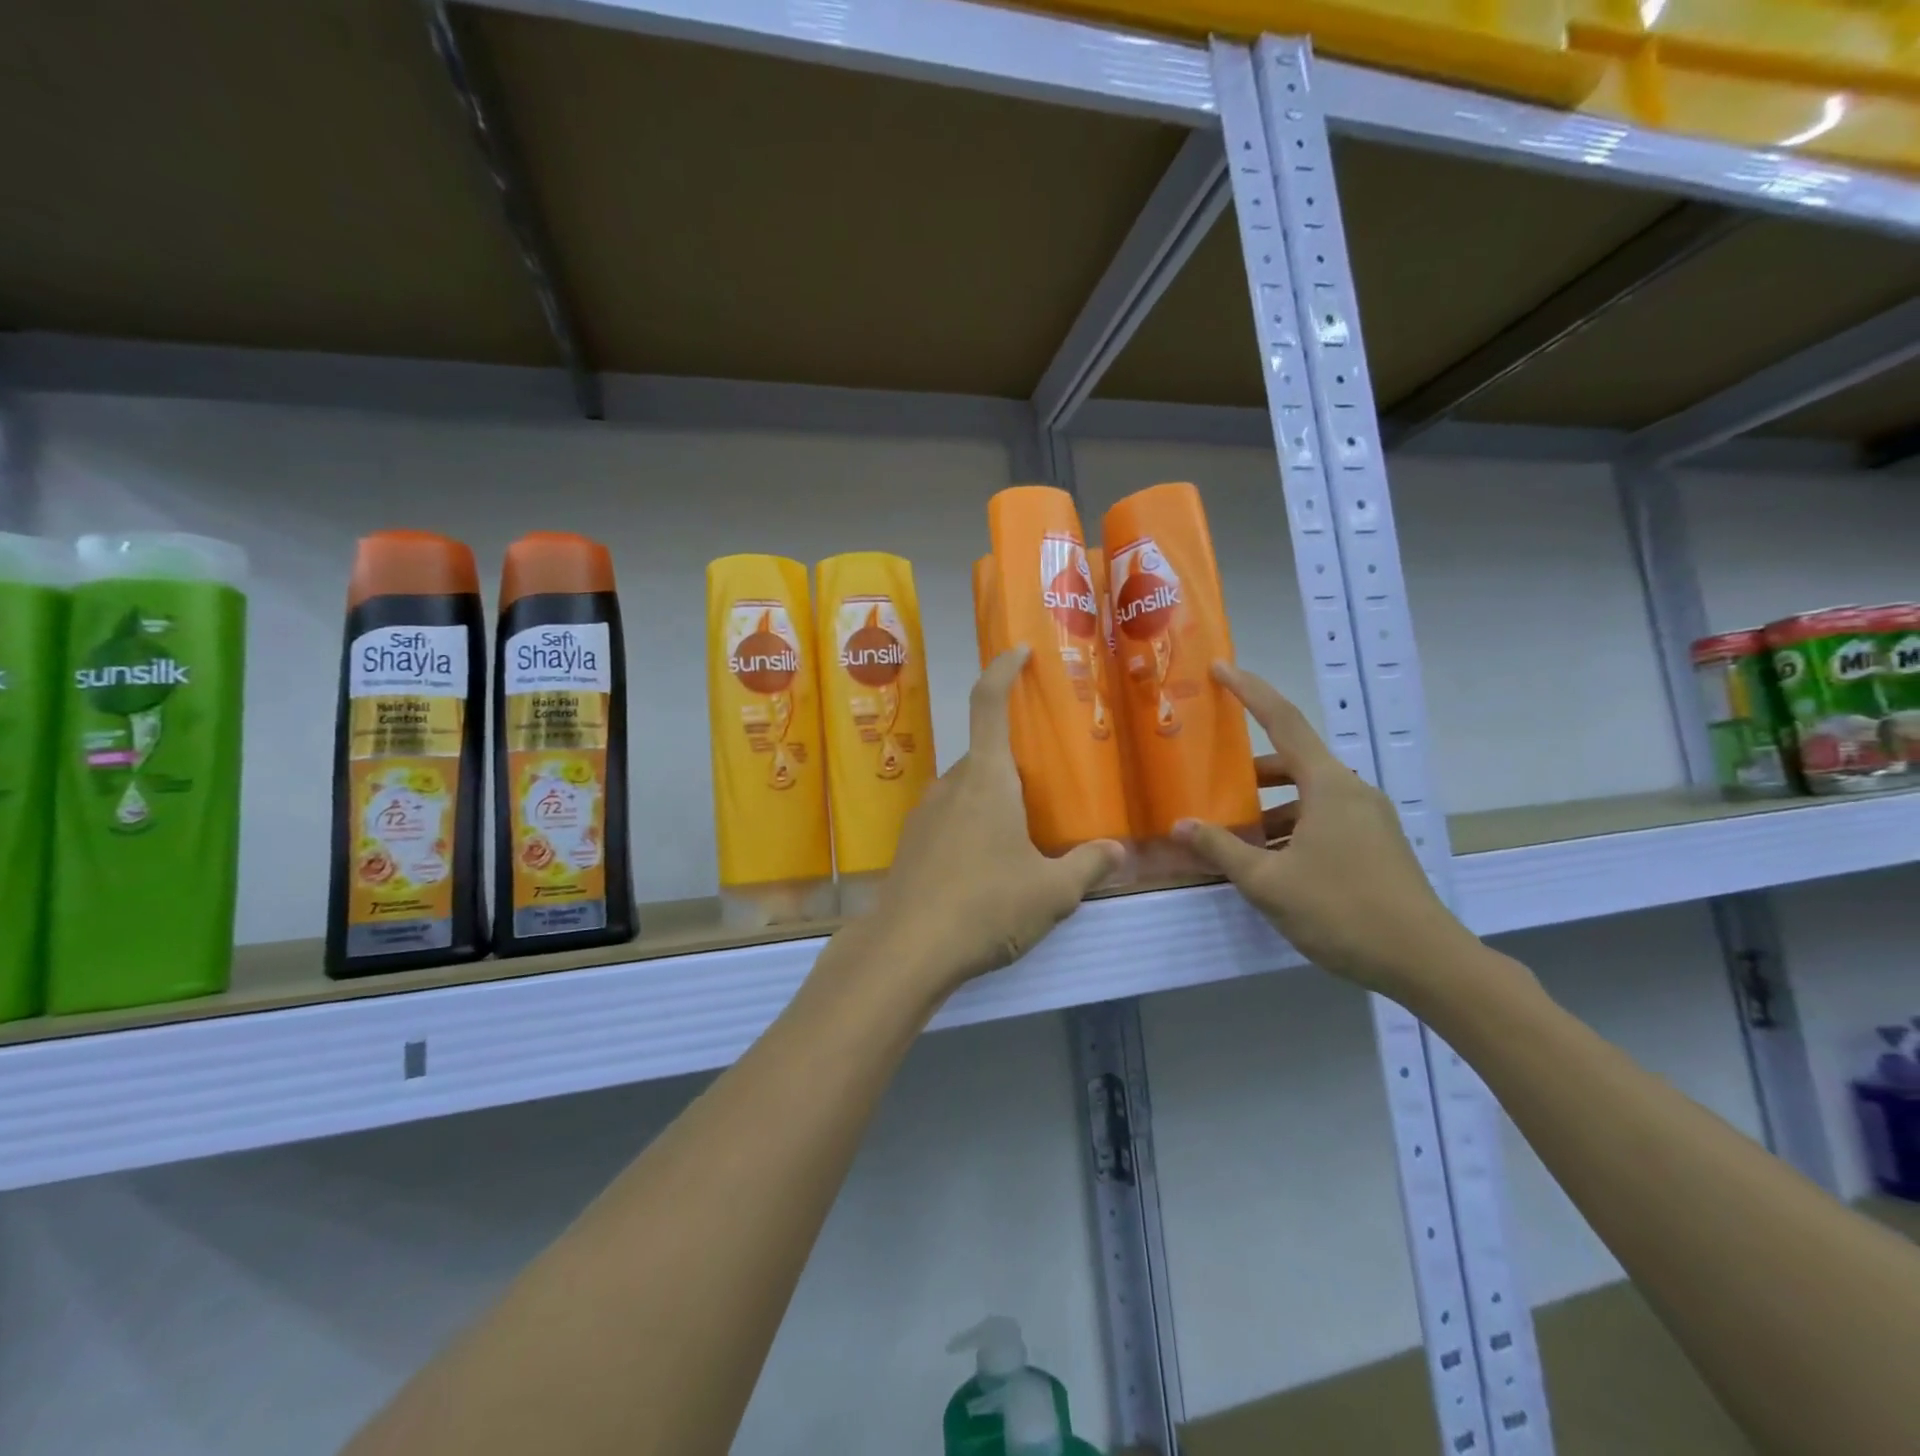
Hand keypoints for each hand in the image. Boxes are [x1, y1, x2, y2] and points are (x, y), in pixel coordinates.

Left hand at [852, 647, 1123, 1000]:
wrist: (906, 950)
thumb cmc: (986, 907)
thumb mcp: (1052, 892)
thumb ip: (1088, 866)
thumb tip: (1117, 852)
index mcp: (987, 779)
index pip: (989, 703)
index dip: (1003, 670)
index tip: (1019, 652)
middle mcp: (951, 785)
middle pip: (985, 755)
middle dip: (1015, 764)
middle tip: (1046, 790)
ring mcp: (924, 813)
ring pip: (967, 790)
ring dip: (993, 800)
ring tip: (1022, 838)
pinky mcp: (910, 844)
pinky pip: (949, 819)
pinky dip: (971, 827)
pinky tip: (986, 870)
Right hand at [1173, 662, 1478, 1003]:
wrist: (1426, 962)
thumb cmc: (1342, 910)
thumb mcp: (1268, 882)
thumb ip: (1221, 849)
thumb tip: (1180, 825)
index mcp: (1328, 785)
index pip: (1283, 721)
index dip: (1249, 691)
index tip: (1220, 668)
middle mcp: (1351, 791)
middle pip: (1293, 760)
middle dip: (1250, 770)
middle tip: (1213, 779)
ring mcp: (1368, 818)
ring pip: (1307, 795)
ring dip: (1269, 806)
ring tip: (1234, 833)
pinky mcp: (1375, 844)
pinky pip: (1323, 818)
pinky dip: (1291, 826)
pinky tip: (1269, 860)